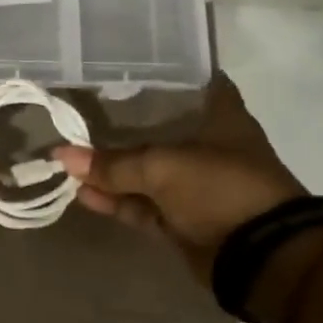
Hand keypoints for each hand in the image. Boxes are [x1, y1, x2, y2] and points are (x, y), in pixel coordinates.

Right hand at [52, 72, 305, 282]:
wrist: (261, 257)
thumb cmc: (220, 188)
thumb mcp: (161, 167)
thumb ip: (112, 164)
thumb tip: (61, 156)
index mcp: (220, 117)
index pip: (192, 80)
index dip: (162, 72)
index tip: (127, 64)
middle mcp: (209, 145)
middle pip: (159, 128)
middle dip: (120, 126)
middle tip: (82, 112)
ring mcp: (196, 184)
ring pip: (146, 171)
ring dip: (112, 171)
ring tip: (71, 161)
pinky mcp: (184, 217)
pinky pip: (143, 204)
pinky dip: (117, 200)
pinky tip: (84, 193)